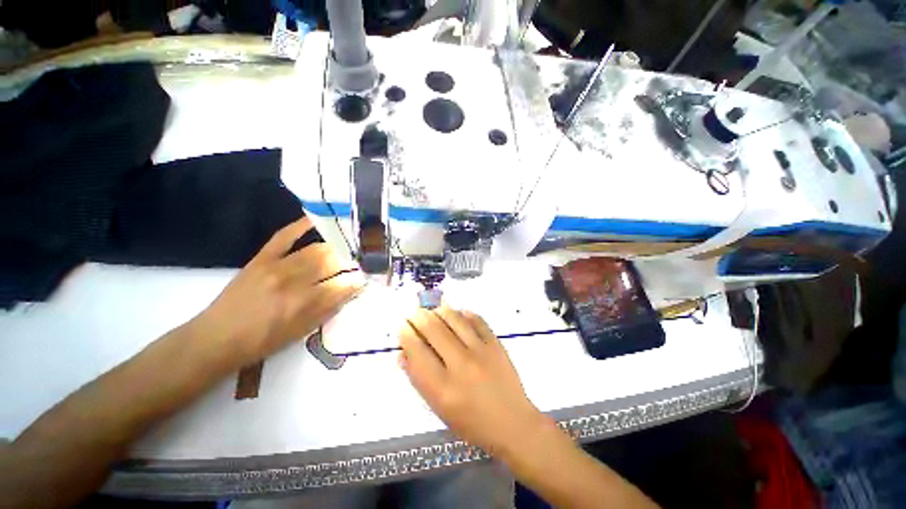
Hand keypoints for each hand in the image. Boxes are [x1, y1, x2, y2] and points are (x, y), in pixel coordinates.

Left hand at [194, 217, 364, 365]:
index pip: (342, 285)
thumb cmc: (263, 341)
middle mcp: (294, 281)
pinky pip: (285, 236)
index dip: (358, 280)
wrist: (217, 338)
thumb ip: (329, 309)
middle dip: (350, 262)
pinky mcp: (262, 258)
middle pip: (332, 263)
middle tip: (359, 263)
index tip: (367, 278)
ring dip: (335, 249)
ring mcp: (277, 266)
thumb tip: (351, 291)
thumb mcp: (302, 332)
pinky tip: (317, 219)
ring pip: (317, 249)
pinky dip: (301, 226)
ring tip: (345, 249)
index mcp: (305, 304)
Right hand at [399, 306, 552, 457]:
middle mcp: (460, 365)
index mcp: (442, 389)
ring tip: (433, 311)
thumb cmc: (471, 422)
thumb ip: (418, 379)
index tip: (402, 327)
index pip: (417, 351)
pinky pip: (476, 319)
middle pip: (433, 329)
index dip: (406, 334)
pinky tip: (457, 314)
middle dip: (419, 317)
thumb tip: (402, 352)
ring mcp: (481, 351)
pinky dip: (463, 313)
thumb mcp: (438, 409)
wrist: (512, 423)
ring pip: (454, 318)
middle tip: (414, 314)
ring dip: (439, 311)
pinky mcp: (496, 343)